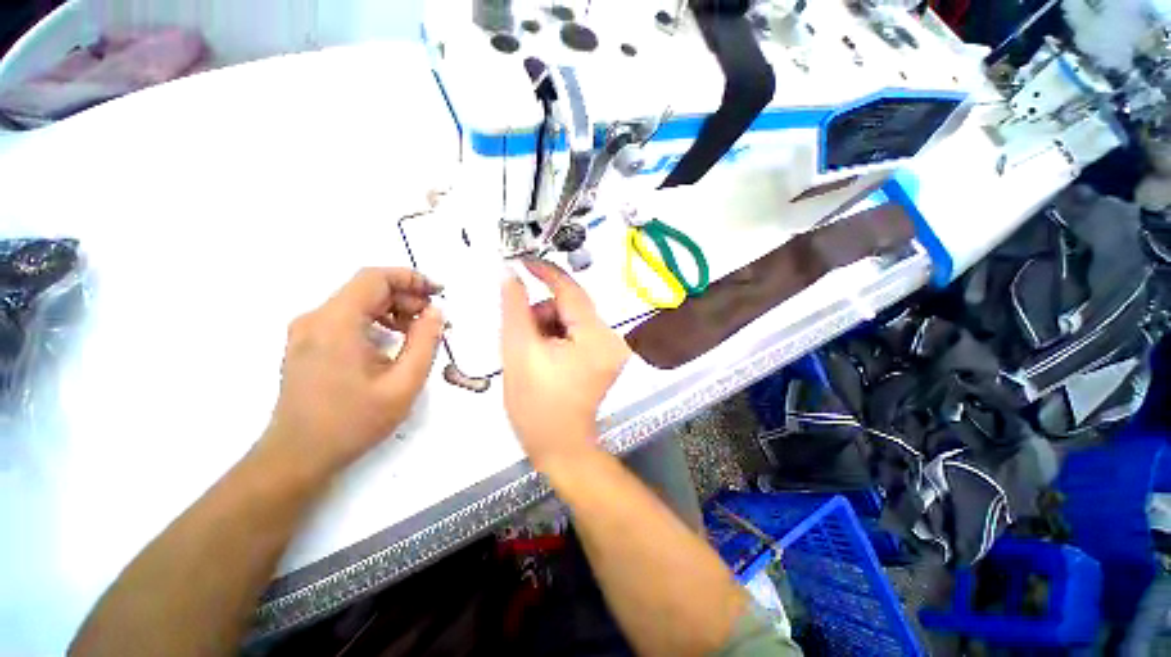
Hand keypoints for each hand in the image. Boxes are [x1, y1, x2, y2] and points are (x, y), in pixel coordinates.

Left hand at [262, 268, 444, 477]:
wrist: (297, 456)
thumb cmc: (353, 422)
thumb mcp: (403, 384)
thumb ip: (425, 343)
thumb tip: (436, 313)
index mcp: (336, 323)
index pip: (375, 278)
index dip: (411, 278)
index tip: (439, 293)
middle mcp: (316, 318)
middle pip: (367, 289)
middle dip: (406, 297)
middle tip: (434, 320)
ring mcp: (307, 330)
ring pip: (357, 302)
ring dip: (392, 310)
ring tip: (418, 332)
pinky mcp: (306, 343)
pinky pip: (346, 318)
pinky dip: (375, 321)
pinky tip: (392, 342)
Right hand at [501, 260, 630, 469]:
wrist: (558, 446)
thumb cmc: (536, 404)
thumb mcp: (518, 351)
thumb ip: (514, 307)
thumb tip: (510, 274)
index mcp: (595, 337)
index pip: (570, 290)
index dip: (544, 272)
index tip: (521, 261)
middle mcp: (611, 339)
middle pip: (571, 306)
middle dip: (542, 314)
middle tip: (522, 336)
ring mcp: (611, 349)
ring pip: (572, 318)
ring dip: (548, 326)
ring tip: (533, 351)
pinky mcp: (605, 356)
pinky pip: (577, 332)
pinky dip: (558, 336)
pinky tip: (545, 355)